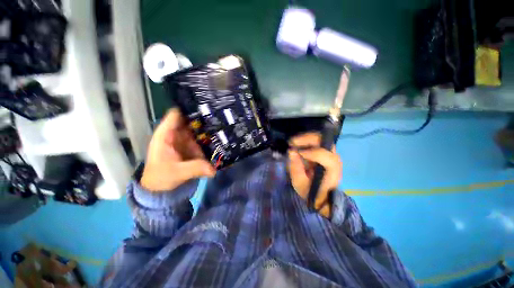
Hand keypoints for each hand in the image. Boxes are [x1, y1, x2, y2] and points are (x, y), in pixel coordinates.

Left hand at [141, 108, 215, 191]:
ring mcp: (185, 141)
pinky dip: (210, 138)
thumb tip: (214, 169)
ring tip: (225, 124)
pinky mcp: (192, 147)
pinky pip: (202, 139)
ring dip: (209, 127)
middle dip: (204, 117)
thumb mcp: (177, 173)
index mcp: (166, 135)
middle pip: (190, 120)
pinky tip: (222, 136)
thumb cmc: (161, 178)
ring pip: (198, 129)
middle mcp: (177, 135)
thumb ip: (195, 169)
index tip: (205, 105)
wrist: (161, 189)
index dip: (188, 108)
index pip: (176, 115)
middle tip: (220, 115)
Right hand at [288, 133, 341, 217]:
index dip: (311, 152)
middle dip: (306, 139)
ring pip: (320, 138)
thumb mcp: (300, 184)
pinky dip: (306, 141)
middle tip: (292, 142)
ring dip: (305, 138)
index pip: (325, 156)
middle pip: (324, 141)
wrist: (321, 196)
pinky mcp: (325, 151)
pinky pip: (316, 141)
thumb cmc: (312, 191)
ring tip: (293, 143)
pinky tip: (297, 144)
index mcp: (332, 170)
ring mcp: (330, 153)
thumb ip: (296, 169)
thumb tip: (291, 152)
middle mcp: (334, 158)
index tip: (296, 152)